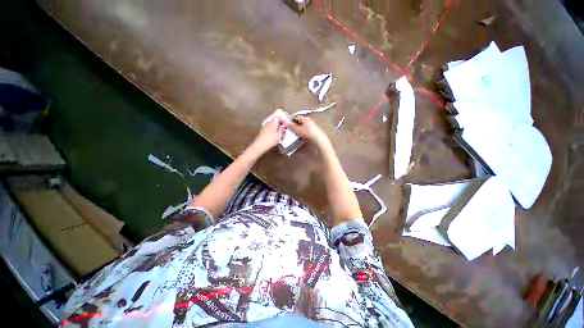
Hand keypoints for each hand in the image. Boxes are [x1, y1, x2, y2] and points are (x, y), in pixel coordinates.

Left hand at [249, 117, 285, 155]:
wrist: (260, 145)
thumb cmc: (271, 139)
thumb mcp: (279, 135)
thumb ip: (282, 129)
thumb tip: (283, 125)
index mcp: (273, 122)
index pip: (279, 118)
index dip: (283, 121)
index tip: (286, 126)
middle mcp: (268, 122)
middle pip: (275, 121)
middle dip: (279, 125)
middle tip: (283, 130)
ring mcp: (264, 126)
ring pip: (272, 125)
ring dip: (276, 128)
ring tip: (279, 134)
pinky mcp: (262, 131)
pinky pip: (269, 128)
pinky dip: (272, 131)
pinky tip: (274, 136)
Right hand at [289, 116, 329, 146]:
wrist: (319, 140)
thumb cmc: (308, 133)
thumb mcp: (298, 130)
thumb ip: (292, 126)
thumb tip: (287, 123)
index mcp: (305, 118)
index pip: (297, 117)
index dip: (292, 120)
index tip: (288, 124)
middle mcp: (309, 120)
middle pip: (300, 121)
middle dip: (295, 125)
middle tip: (291, 129)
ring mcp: (312, 125)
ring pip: (303, 126)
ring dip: (299, 129)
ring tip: (296, 134)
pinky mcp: (314, 131)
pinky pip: (306, 130)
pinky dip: (303, 132)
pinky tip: (302, 136)